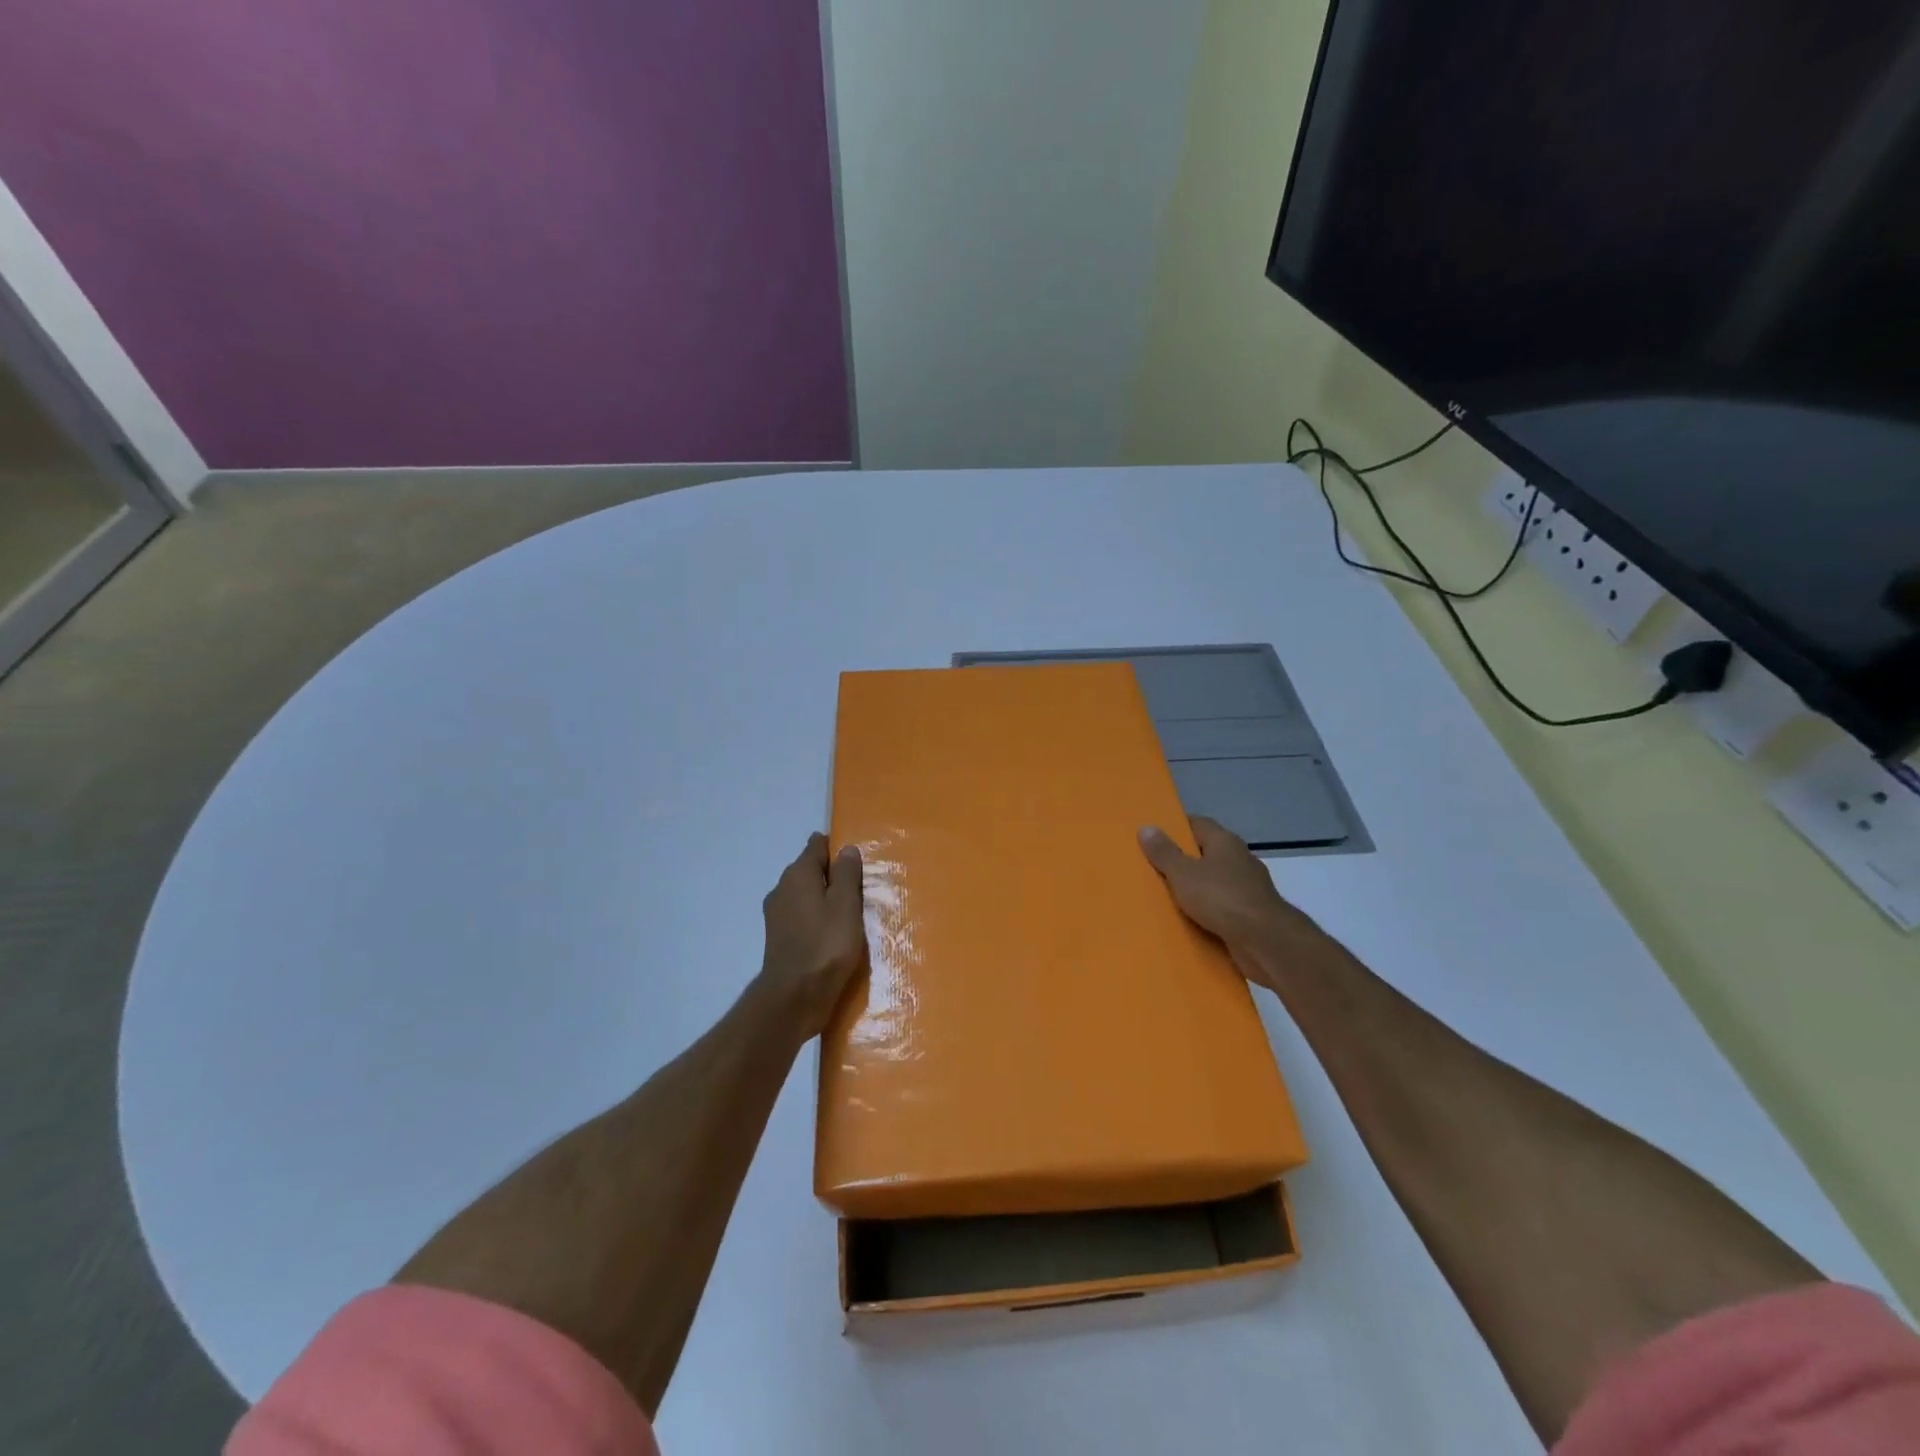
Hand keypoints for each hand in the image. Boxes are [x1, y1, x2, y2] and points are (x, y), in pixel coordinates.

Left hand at [758, 833, 866, 1039]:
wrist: (795, 997)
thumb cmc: (826, 945)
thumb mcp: (846, 905)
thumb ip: (847, 874)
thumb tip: (846, 849)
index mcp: (798, 874)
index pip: (816, 846)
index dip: (837, 848)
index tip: (857, 860)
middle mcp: (782, 889)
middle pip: (810, 871)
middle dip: (833, 875)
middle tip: (861, 888)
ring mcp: (777, 915)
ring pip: (806, 895)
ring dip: (825, 899)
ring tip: (852, 913)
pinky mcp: (779, 938)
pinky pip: (803, 917)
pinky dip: (817, 919)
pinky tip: (834, 934)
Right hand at [1138, 816, 1325, 989]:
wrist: (1265, 942)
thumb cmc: (1221, 898)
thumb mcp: (1183, 873)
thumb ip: (1164, 852)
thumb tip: (1146, 827)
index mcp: (1224, 842)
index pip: (1197, 824)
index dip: (1175, 827)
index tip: (1153, 835)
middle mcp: (1239, 859)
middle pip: (1205, 853)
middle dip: (1182, 860)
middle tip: (1152, 867)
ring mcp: (1248, 888)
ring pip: (1213, 882)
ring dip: (1194, 888)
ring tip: (1164, 896)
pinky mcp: (1251, 914)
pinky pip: (1221, 907)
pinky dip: (1206, 911)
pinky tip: (1188, 920)